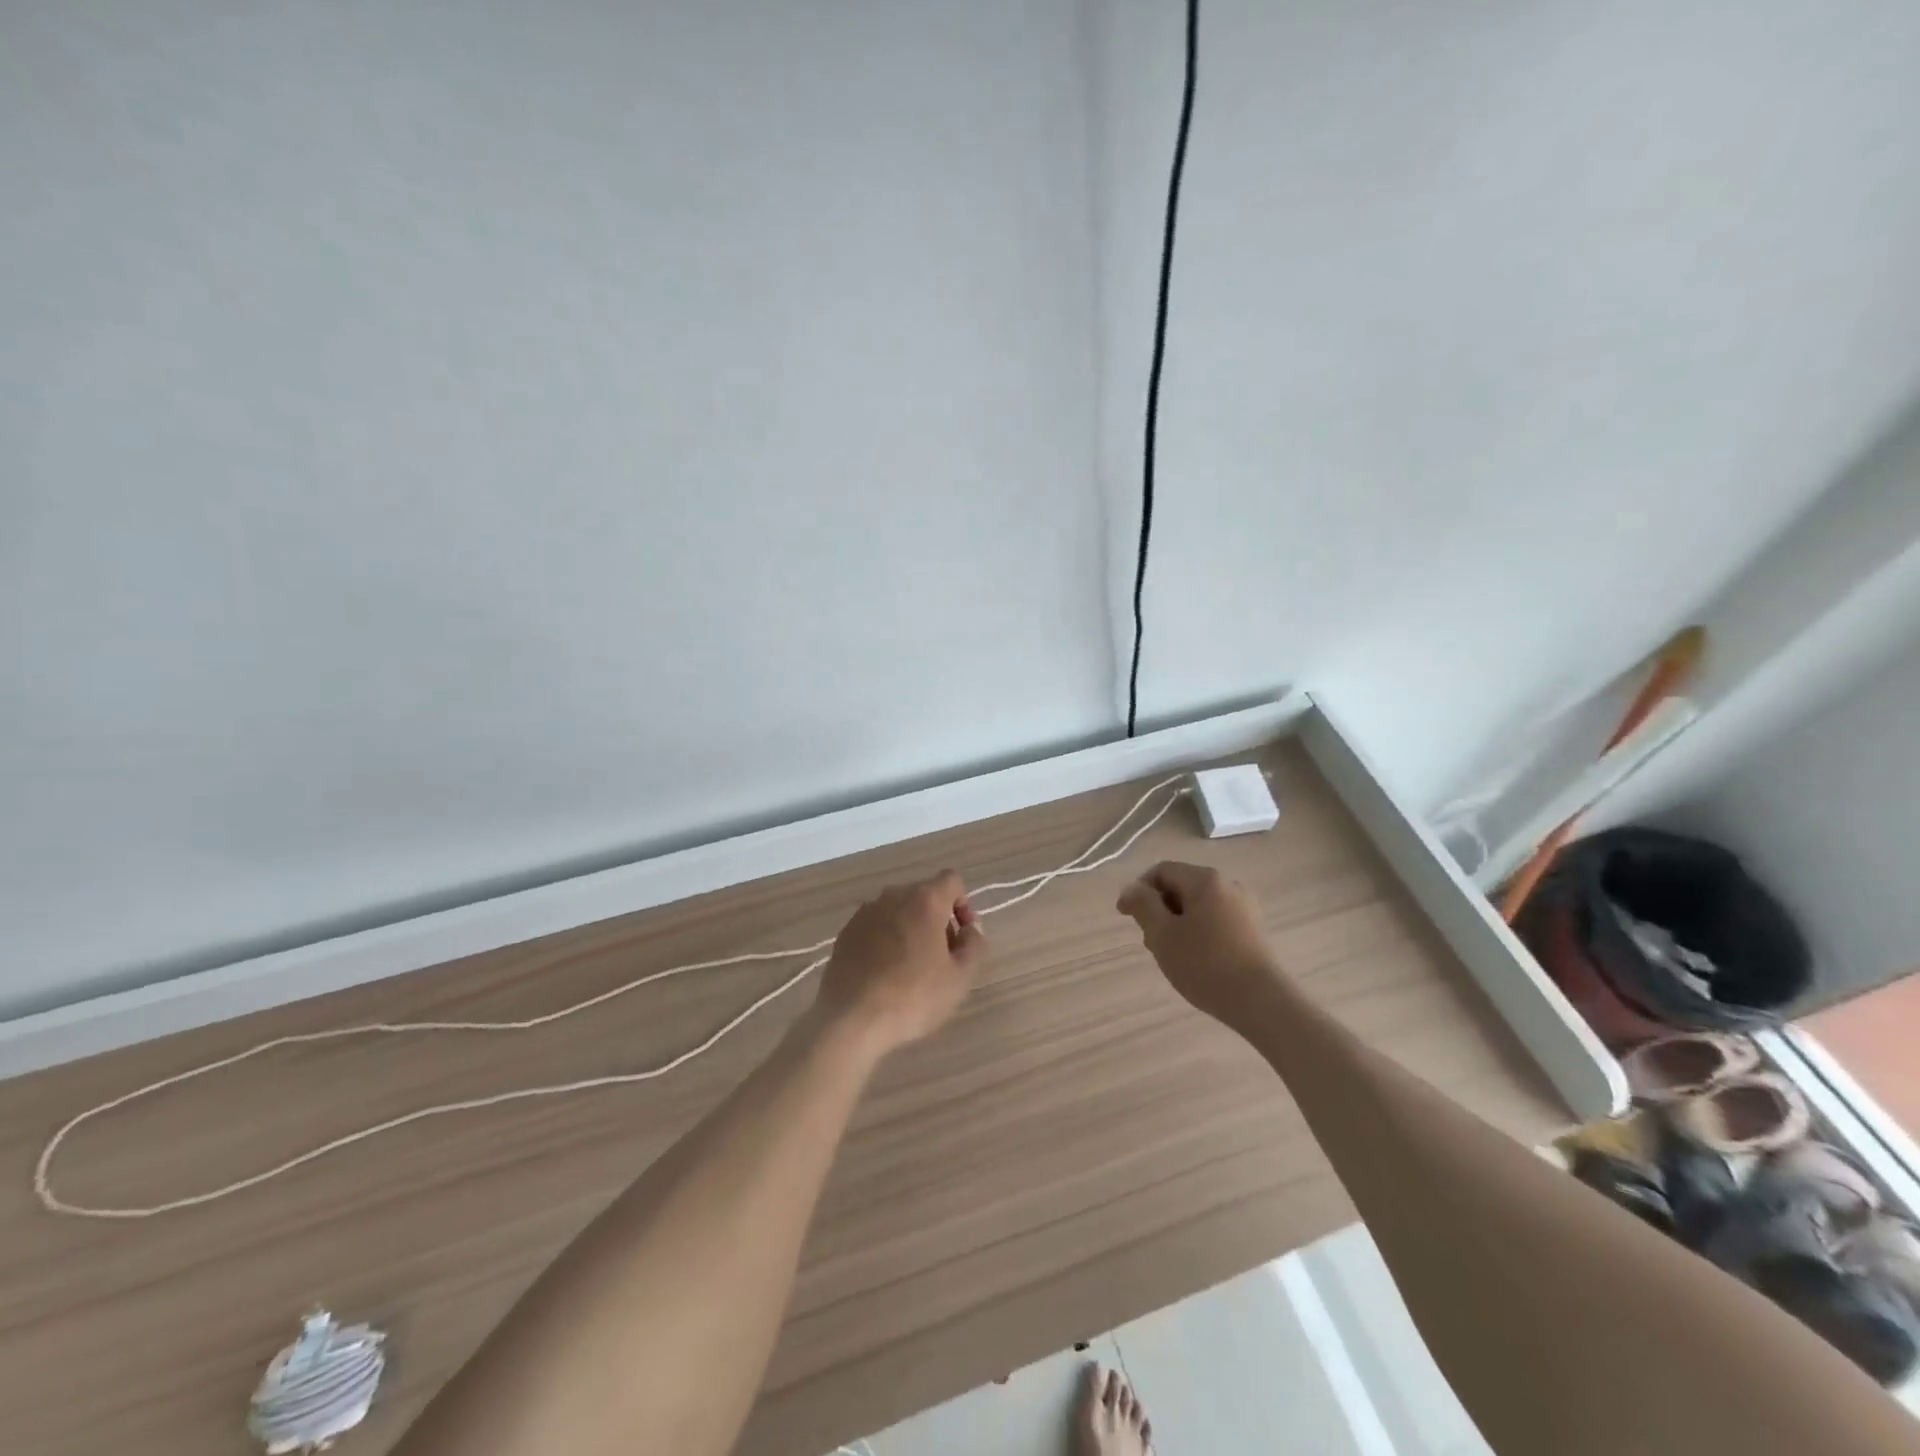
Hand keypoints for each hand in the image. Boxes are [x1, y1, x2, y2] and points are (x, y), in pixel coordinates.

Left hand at [814, 870, 985, 1056]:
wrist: (852, 1019)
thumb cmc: (913, 996)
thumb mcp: (960, 977)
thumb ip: (974, 944)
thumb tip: (970, 928)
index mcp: (924, 900)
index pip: (952, 880)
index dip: (963, 904)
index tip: (961, 937)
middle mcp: (893, 896)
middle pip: (924, 895)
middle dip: (938, 920)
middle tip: (942, 958)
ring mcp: (865, 913)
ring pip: (898, 911)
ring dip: (911, 929)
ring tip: (911, 969)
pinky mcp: (845, 932)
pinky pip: (876, 926)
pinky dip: (886, 940)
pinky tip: (884, 974)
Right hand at [1116, 861, 1280, 1028]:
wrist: (1262, 1002)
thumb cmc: (1205, 964)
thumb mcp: (1162, 934)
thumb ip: (1143, 905)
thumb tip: (1133, 888)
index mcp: (1205, 880)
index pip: (1162, 871)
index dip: (1138, 890)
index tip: (1125, 917)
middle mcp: (1228, 885)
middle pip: (1181, 887)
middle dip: (1159, 910)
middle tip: (1150, 942)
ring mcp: (1245, 908)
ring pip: (1198, 906)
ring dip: (1177, 924)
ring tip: (1171, 955)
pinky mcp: (1254, 930)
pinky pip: (1216, 920)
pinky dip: (1198, 932)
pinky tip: (1195, 960)